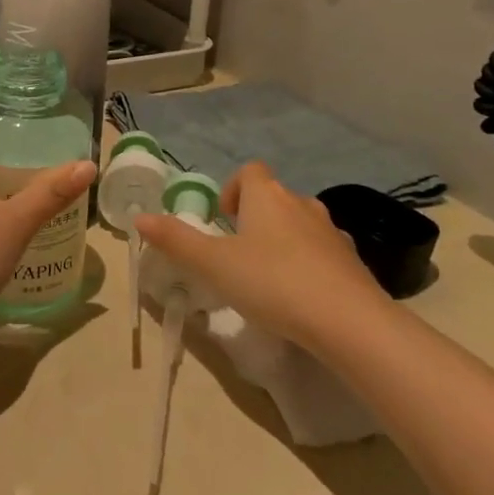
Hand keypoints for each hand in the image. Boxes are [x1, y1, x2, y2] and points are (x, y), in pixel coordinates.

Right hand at [133, 162, 387, 352]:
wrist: (349, 322)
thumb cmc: (273, 283)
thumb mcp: (213, 264)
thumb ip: (176, 240)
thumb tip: (140, 217)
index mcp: (267, 197)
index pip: (250, 172)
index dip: (234, 189)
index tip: (224, 219)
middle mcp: (301, 204)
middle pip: (275, 198)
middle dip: (256, 218)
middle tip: (239, 253)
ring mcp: (332, 233)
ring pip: (300, 225)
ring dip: (283, 241)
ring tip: (269, 276)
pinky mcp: (353, 262)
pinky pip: (323, 253)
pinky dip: (310, 265)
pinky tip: (301, 297)